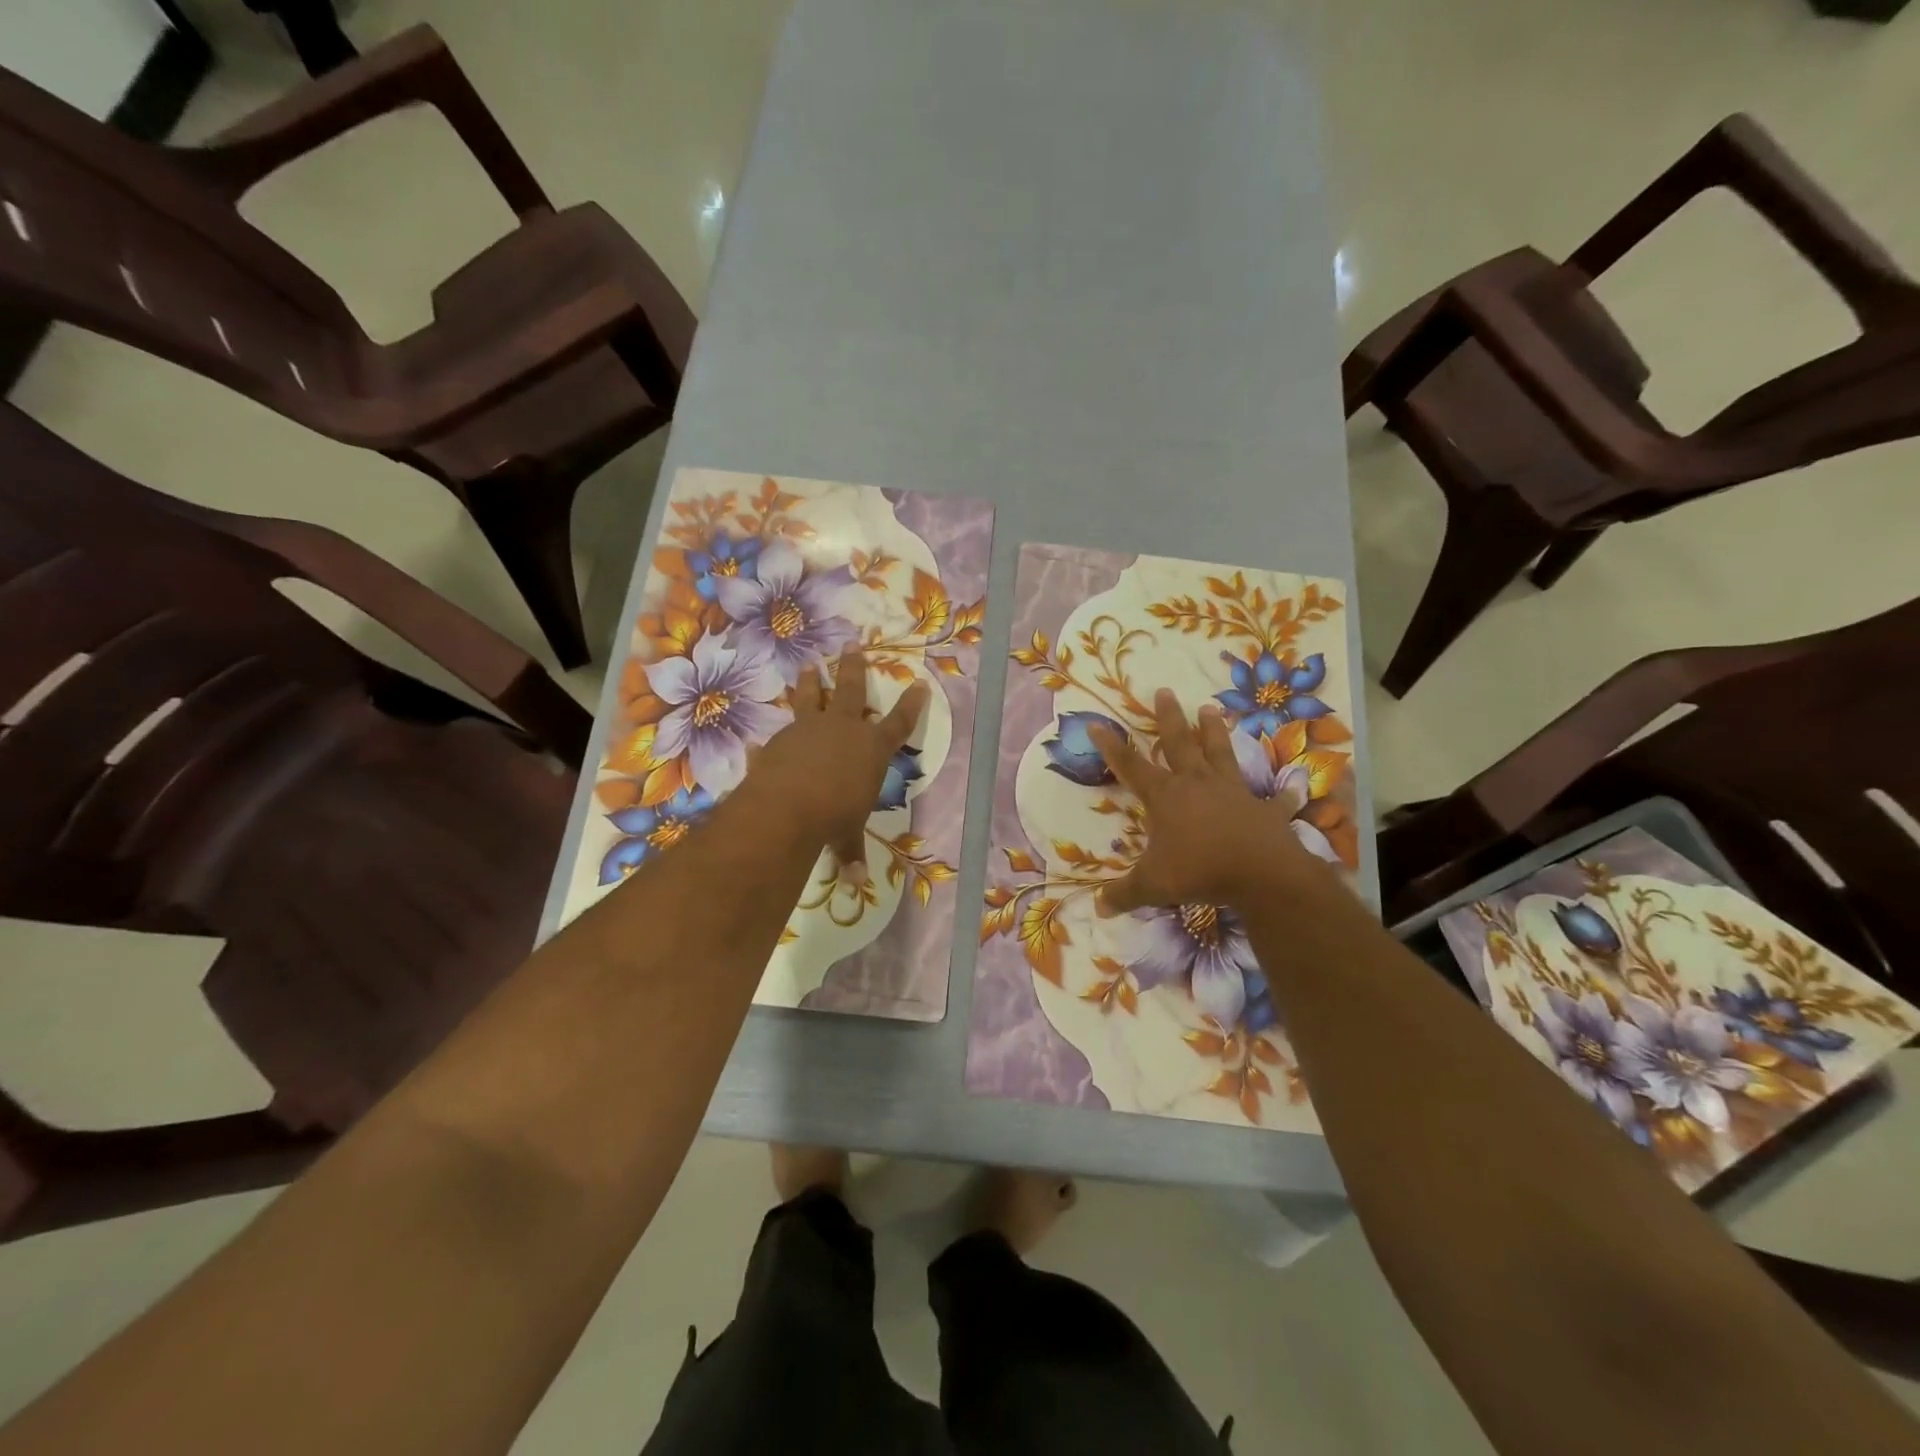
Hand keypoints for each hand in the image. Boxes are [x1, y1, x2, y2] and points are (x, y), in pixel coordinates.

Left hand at [745, 646, 930, 881]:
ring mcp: (809, 730)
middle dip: (854, 667)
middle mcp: (843, 730)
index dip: (912, 705)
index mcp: (871, 749)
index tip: (919, 683)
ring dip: (812, 682)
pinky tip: (756, 741)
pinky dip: (768, 741)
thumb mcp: (847, 835)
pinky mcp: (780, 740)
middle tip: (851, 643)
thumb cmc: (833, 816)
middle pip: (854, 691)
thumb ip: (850, 852)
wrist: (787, 807)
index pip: (899, 724)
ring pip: (813, 698)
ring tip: (810, 665)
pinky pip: (776, 736)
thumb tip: (855, 882)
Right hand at [1088, 691, 1333, 914]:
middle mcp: (1197, 784)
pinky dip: (1284, 793)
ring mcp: (1233, 792)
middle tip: (1164, 691)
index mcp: (1165, 796)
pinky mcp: (1263, 808)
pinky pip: (1275, 798)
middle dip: (1169, 718)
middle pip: (1179, 743)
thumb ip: (1124, 894)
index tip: (1097, 722)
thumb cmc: (1198, 872)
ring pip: (1221, 754)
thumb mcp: (1152, 886)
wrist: (1260, 874)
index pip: (1130, 766)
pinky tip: (1296, 785)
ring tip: (1212, 709)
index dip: (1111, 746)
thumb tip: (1098, 907)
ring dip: (1215, 732)